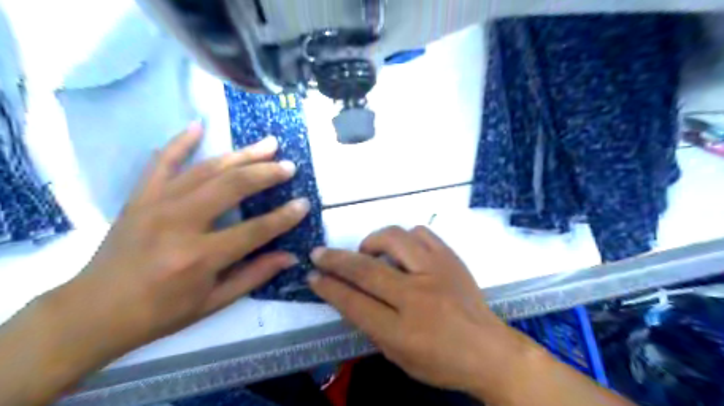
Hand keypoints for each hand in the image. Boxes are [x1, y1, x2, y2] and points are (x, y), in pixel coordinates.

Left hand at [72, 120, 310, 352]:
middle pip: (232, 187)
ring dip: (241, 155)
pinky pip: (161, 162)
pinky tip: (198, 125)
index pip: (255, 230)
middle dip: (266, 173)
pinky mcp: (139, 197)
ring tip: (267, 144)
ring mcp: (156, 205)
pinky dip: (180, 142)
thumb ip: (254, 275)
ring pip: (207, 170)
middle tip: (289, 165)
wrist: (93, 312)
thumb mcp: (213, 302)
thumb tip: (290, 256)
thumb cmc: (160, 313)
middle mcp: (179, 224)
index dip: (284, 217)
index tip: (304, 203)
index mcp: (200, 257)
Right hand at [308, 227, 529, 397]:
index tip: (313, 276)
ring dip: (372, 242)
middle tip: (319, 253)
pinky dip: (404, 238)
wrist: (490, 350)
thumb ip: (370, 325)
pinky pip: (420, 232)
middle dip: (335, 259)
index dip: (328, 288)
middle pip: (366, 268)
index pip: (354, 302)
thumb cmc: (441, 361)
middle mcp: (417, 295)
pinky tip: (402, 251)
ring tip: (369, 253)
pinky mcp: (451, 258)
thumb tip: (346, 295)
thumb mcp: (398, 356)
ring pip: (394, 238)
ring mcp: (437, 271)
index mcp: (402, 330)